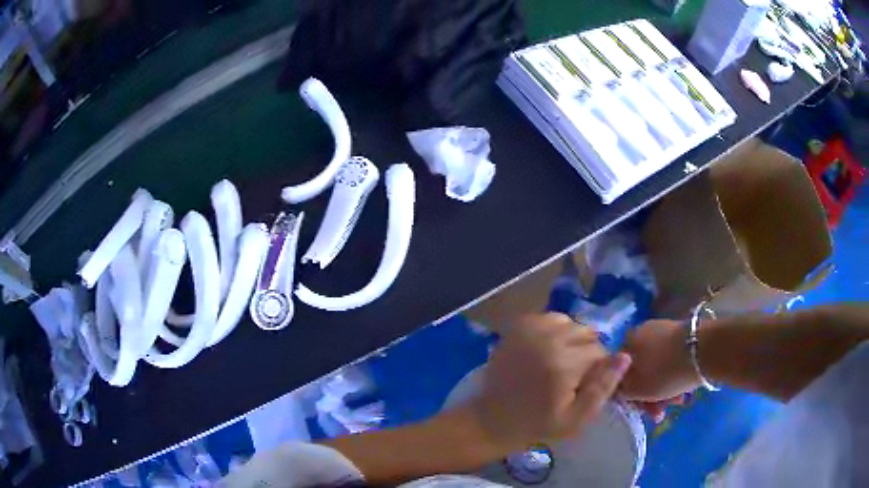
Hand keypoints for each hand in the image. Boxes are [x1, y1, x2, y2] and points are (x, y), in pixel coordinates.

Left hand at [471, 313, 631, 452]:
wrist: (494, 419)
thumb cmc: (538, 423)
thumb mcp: (577, 417)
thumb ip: (603, 387)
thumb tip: (625, 356)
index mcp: (563, 363)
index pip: (599, 351)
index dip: (598, 367)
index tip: (586, 383)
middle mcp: (547, 339)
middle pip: (585, 332)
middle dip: (586, 350)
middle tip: (573, 373)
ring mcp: (529, 330)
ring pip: (568, 321)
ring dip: (571, 337)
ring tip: (560, 359)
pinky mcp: (516, 327)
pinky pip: (547, 317)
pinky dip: (553, 329)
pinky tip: (547, 348)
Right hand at [620, 320, 702, 415]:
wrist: (703, 350)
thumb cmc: (664, 372)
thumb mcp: (634, 389)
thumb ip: (619, 390)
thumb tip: (617, 387)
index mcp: (626, 341)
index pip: (620, 373)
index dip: (627, 395)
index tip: (639, 410)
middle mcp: (642, 331)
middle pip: (641, 371)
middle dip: (650, 395)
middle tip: (660, 412)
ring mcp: (663, 330)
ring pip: (657, 366)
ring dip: (664, 389)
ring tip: (677, 402)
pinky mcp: (682, 333)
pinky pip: (672, 359)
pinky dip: (674, 374)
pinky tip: (683, 389)